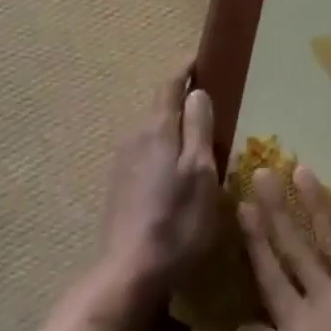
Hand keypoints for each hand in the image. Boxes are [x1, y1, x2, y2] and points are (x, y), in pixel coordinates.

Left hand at [96, 66, 218, 305]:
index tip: (201, 59)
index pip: (170, 85)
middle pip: (160, 107)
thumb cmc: (177, 220)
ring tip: (199, 134)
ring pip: (153, 132)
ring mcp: (123, 161)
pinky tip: (178, 168)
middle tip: (209, 98)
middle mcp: (135, 136)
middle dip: (181, 98)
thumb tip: (196, 92)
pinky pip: (147, 152)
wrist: (130, 271)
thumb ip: (198, 128)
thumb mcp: (201, 172)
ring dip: (174, 127)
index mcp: (156, 128)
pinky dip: (165, 149)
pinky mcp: (120, 185)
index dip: (185, 70)